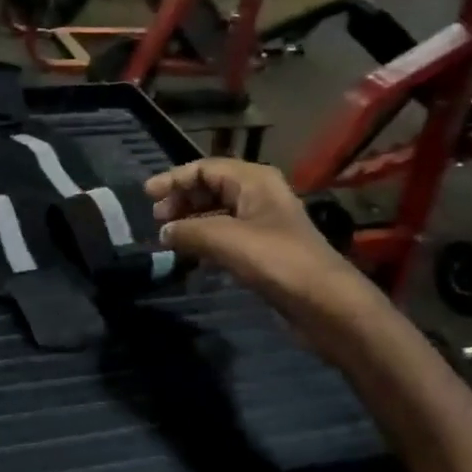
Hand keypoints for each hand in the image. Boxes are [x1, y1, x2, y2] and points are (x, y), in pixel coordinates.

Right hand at [149, 159, 371, 325]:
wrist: (324, 303)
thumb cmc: (276, 260)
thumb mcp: (225, 239)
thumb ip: (188, 230)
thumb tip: (163, 232)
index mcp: (254, 180)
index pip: (205, 168)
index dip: (174, 179)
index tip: (147, 195)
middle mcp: (259, 195)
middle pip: (211, 187)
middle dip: (182, 200)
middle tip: (157, 219)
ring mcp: (263, 224)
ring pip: (218, 213)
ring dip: (191, 222)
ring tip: (168, 238)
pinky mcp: (264, 251)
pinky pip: (227, 236)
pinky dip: (205, 241)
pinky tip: (191, 256)